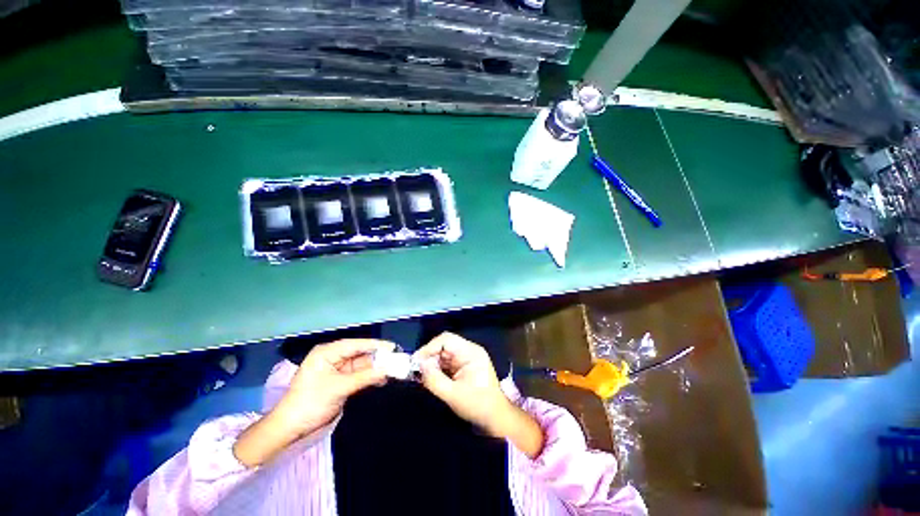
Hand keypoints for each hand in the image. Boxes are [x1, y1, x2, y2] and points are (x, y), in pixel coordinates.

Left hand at [279, 338, 394, 433]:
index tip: (393, 347)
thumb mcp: (339, 388)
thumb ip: (365, 377)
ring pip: (361, 365)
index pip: (355, 344)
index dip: (375, 345)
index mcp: (327, 352)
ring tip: (393, 370)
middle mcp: (333, 357)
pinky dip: (369, 377)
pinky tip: (382, 379)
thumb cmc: (310, 403)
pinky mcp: (339, 381)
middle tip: (396, 359)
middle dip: (377, 358)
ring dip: (375, 368)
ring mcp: (336, 369)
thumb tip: (388, 370)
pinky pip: (358, 375)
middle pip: (360, 354)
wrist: (290, 429)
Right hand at [415, 333, 543, 457]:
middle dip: (429, 357)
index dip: (429, 347)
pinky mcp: (463, 368)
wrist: (495, 419)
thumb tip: (419, 366)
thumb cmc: (478, 405)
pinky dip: (437, 370)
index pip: (446, 340)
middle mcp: (468, 351)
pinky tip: (429, 379)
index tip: (416, 361)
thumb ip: (434, 380)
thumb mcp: (453, 395)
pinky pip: (446, 364)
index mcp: (470, 352)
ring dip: (432, 364)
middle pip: (444, 346)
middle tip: (415, 371)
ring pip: (443, 355)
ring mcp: (466, 359)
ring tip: (420, 376)